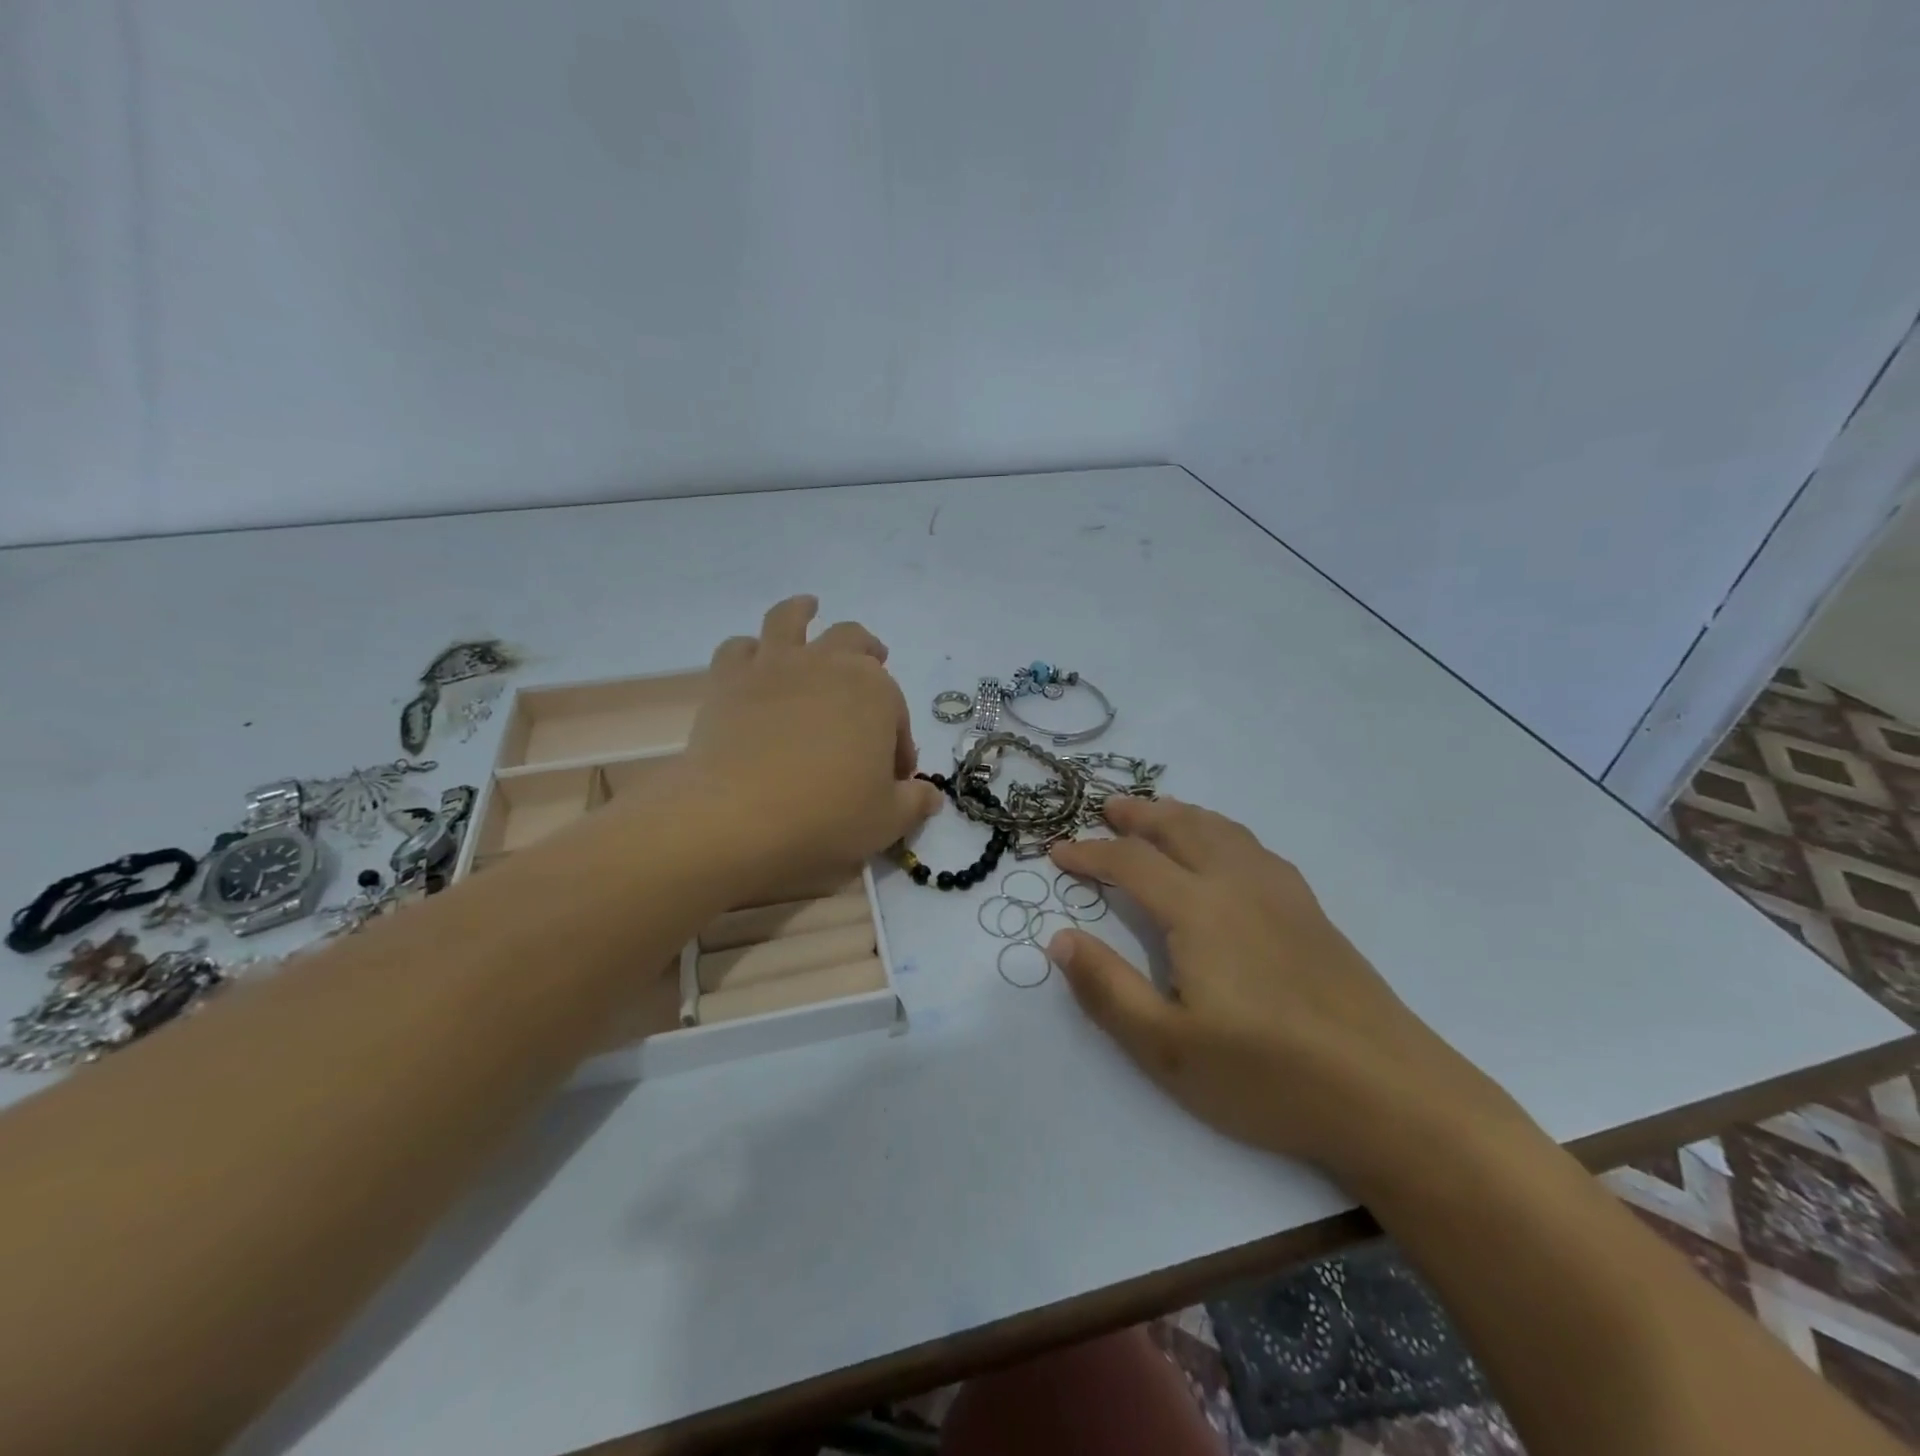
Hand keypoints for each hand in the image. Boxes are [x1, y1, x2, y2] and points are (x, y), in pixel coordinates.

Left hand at [678, 596, 941, 897]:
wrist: (739, 818)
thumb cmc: (827, 817)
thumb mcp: (888, 820)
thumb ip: (914, 802)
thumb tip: (930, 795)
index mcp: (876, 692)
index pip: (896, 714)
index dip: (898, 744)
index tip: (893, 776)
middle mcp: (829, 664)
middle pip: (854, 642)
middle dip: (867, 653)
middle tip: (872, 664)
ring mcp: (775, 666)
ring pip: (791, 619)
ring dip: (803, 611)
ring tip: (808, 608)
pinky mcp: (729, 680)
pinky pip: (738, 648)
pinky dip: (749, 650)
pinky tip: (753, 658)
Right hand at [1048, 797, 1523, 1183]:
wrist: (1393, 1096)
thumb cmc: (1269, 1077)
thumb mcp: (1168, 1049)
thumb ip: (1107, 989)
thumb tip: (1061, 939)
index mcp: (1199, 910)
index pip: (1130, 862)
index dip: (1089, 852)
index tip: (1057, 851)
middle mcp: (1239, 885)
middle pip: (1181, 828)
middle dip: (1138, 815)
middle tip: (1106, 809)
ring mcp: (1283, 895)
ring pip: (1223, 831)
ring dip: (1182, 815)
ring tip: (1159, 814)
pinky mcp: (1312, 913)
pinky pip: (1255, 848)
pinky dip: (1223, 832)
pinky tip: (1227, 852)